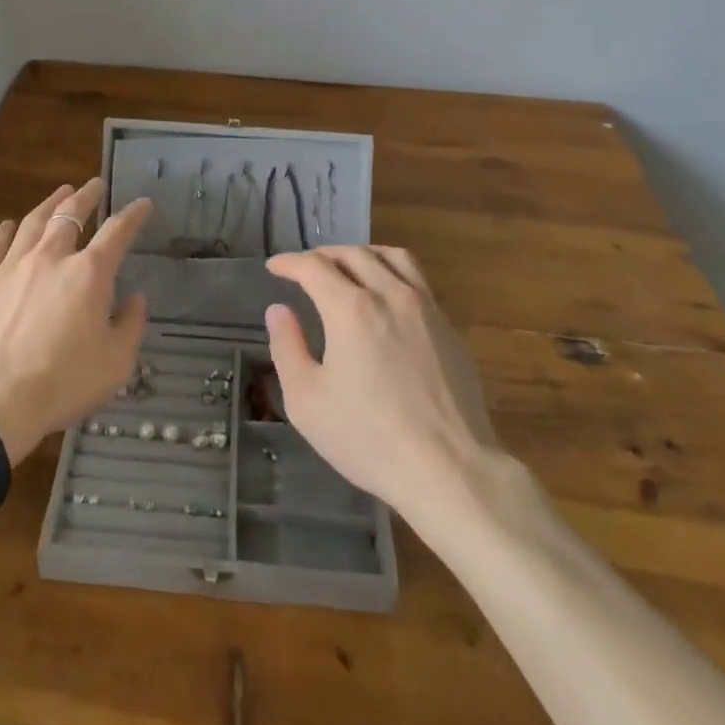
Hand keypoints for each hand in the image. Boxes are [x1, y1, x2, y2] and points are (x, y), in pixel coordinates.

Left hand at [0, 179, 150, 465]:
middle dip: (86, 196)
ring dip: (49, 204)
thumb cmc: (60, 384)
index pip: (117, 232)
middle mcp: (50, 258)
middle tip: (94, 185)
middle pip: (69, 214)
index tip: (143, 204)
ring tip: (59, 193)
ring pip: (32, 222)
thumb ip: (130, 326)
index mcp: (88, 274)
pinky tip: (9, 225)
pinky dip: (6, 231)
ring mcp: (10, 267)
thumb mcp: (114, 365)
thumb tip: (134, 299)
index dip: (133, 214)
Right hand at [265, 245, 502, 520]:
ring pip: (390, 257)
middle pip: (352, 254)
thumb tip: (279, 310)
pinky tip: (386, 294)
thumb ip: (287, 348)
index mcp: (350, 308)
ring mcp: (424, 307)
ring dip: (361, 254)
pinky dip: (391, 271)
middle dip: (322, 255)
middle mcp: (388, 294)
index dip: (289, 262)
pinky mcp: (447, 326)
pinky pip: (416, 278)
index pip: (313, 266)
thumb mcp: (307, 401)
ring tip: (347, 267)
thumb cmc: (369, 439)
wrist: (450, 470)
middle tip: (305, 269)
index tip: (274, 267)